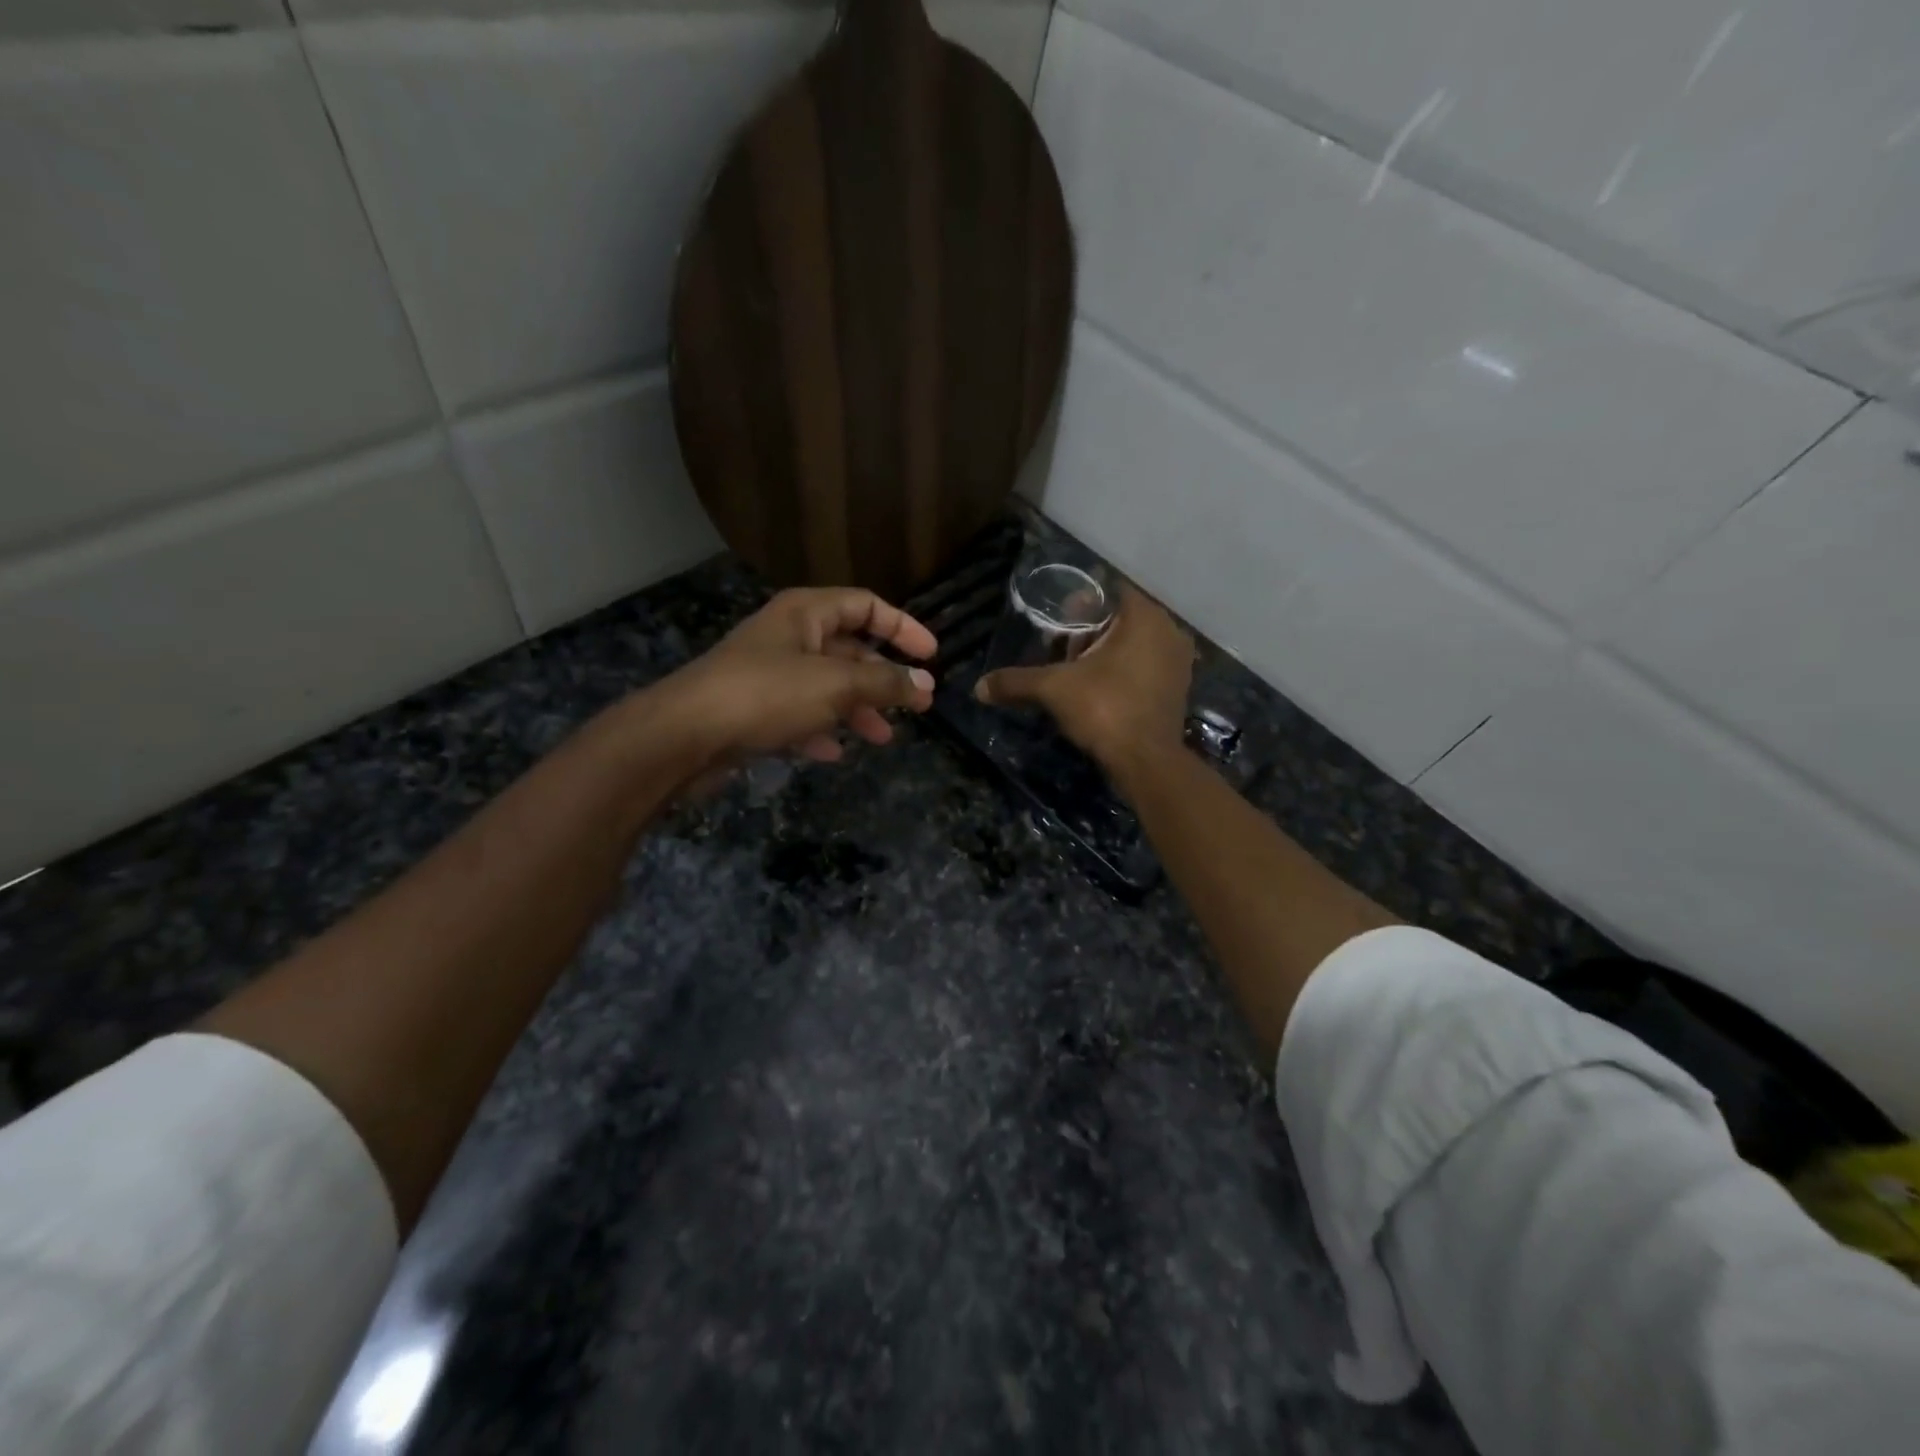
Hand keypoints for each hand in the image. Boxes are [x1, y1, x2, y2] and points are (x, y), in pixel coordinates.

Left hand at [652, 587, 937, 784]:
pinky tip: (832, 753)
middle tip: (917, 706)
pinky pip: (799, 715)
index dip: (903, 627)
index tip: (931, 656)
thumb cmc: (765, 695)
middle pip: (848, 650)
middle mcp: (788, 636)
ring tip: (883, 737)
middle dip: (883, 678)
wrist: (683, 736)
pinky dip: (820, 730)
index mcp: (806, 614)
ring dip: (857, 710)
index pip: (866, 605)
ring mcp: (768, 674)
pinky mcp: (753, 710)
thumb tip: (925, 685)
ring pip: (826, 686)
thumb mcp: (835, 686)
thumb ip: (884, 684)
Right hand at [974, 584, 1192, 767]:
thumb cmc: (1105, 709)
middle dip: (1090, 633)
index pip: (1109, 592)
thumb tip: (979, 687)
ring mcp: (1179, 662)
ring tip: (1077, 674)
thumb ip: (1016, 682)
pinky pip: (1145, 668)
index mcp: (1145, 617)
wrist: (1147, 762)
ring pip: (1134, 645)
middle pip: (1120, 619)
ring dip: (1106, 654)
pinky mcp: (1178, 690)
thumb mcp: (1053, 689)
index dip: (1079, 605)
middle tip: (1062, 652)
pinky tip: (1099, 692)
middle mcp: (1169, 632)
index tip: (1057, 623)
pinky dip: (1123, 673)